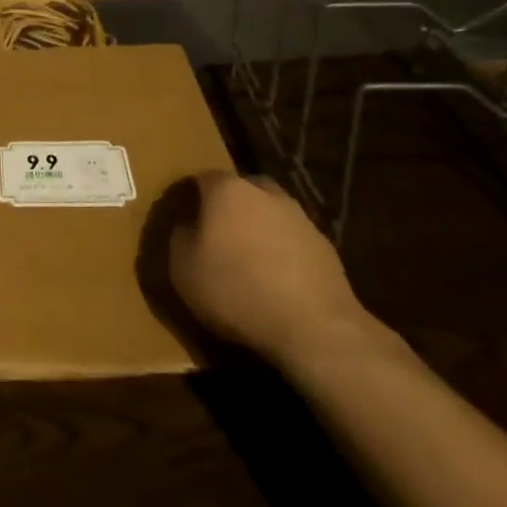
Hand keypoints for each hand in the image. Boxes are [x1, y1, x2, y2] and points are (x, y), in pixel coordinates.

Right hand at [168, 171, 372, 368]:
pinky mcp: (326, 248)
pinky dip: (283, 253)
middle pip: (242, 190)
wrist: (314, 327)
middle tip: (217, 235)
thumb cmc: (236, 289)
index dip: (191, 196)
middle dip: (229, 206)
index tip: (183, 217)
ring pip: (271, 214)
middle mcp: (266, 193)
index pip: (202, 178)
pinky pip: (293, 242)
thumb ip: (180, 237)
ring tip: (249, 262)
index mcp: (228, 190)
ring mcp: (301, 219)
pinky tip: (277, 282)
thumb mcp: (183, 268)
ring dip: (259, 229)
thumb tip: (189, 227)